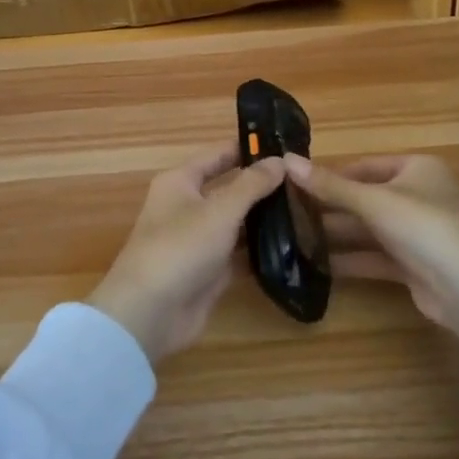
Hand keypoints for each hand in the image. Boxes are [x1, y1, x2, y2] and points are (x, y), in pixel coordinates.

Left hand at [90, 145, 285, 362]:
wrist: (150, 313)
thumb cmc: (180, 247)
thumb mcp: (219, 210)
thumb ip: (251, 184)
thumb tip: (279, 160)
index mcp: (180, 181)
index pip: (219, 155)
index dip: (249, 149)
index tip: (287, 145)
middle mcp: (188, 206)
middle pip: (230, 188)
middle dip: (263, 186)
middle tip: (305, 181)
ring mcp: (199, 240)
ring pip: (237, 222)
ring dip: (265, 219)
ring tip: (308, 210)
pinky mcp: (209, 270)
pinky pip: (239, 253)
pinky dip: (261, 249)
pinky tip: (293, 245)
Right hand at [284, 154, 458, 361]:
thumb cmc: (423, 227)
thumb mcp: (372, 201)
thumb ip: (329, 185)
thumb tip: (286, 159)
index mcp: (417, 169)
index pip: (365, 165)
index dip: (331, 174)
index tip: (296, 184)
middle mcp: (420, 196)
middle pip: (366, 198)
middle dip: (331, 207)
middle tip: (289, 213)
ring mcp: (419, 233)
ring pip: (370, 229)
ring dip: (338, 234)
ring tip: (296, 238)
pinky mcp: (415, 265)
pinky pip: (377, 257)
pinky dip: (352, 259)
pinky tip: (319, 266)